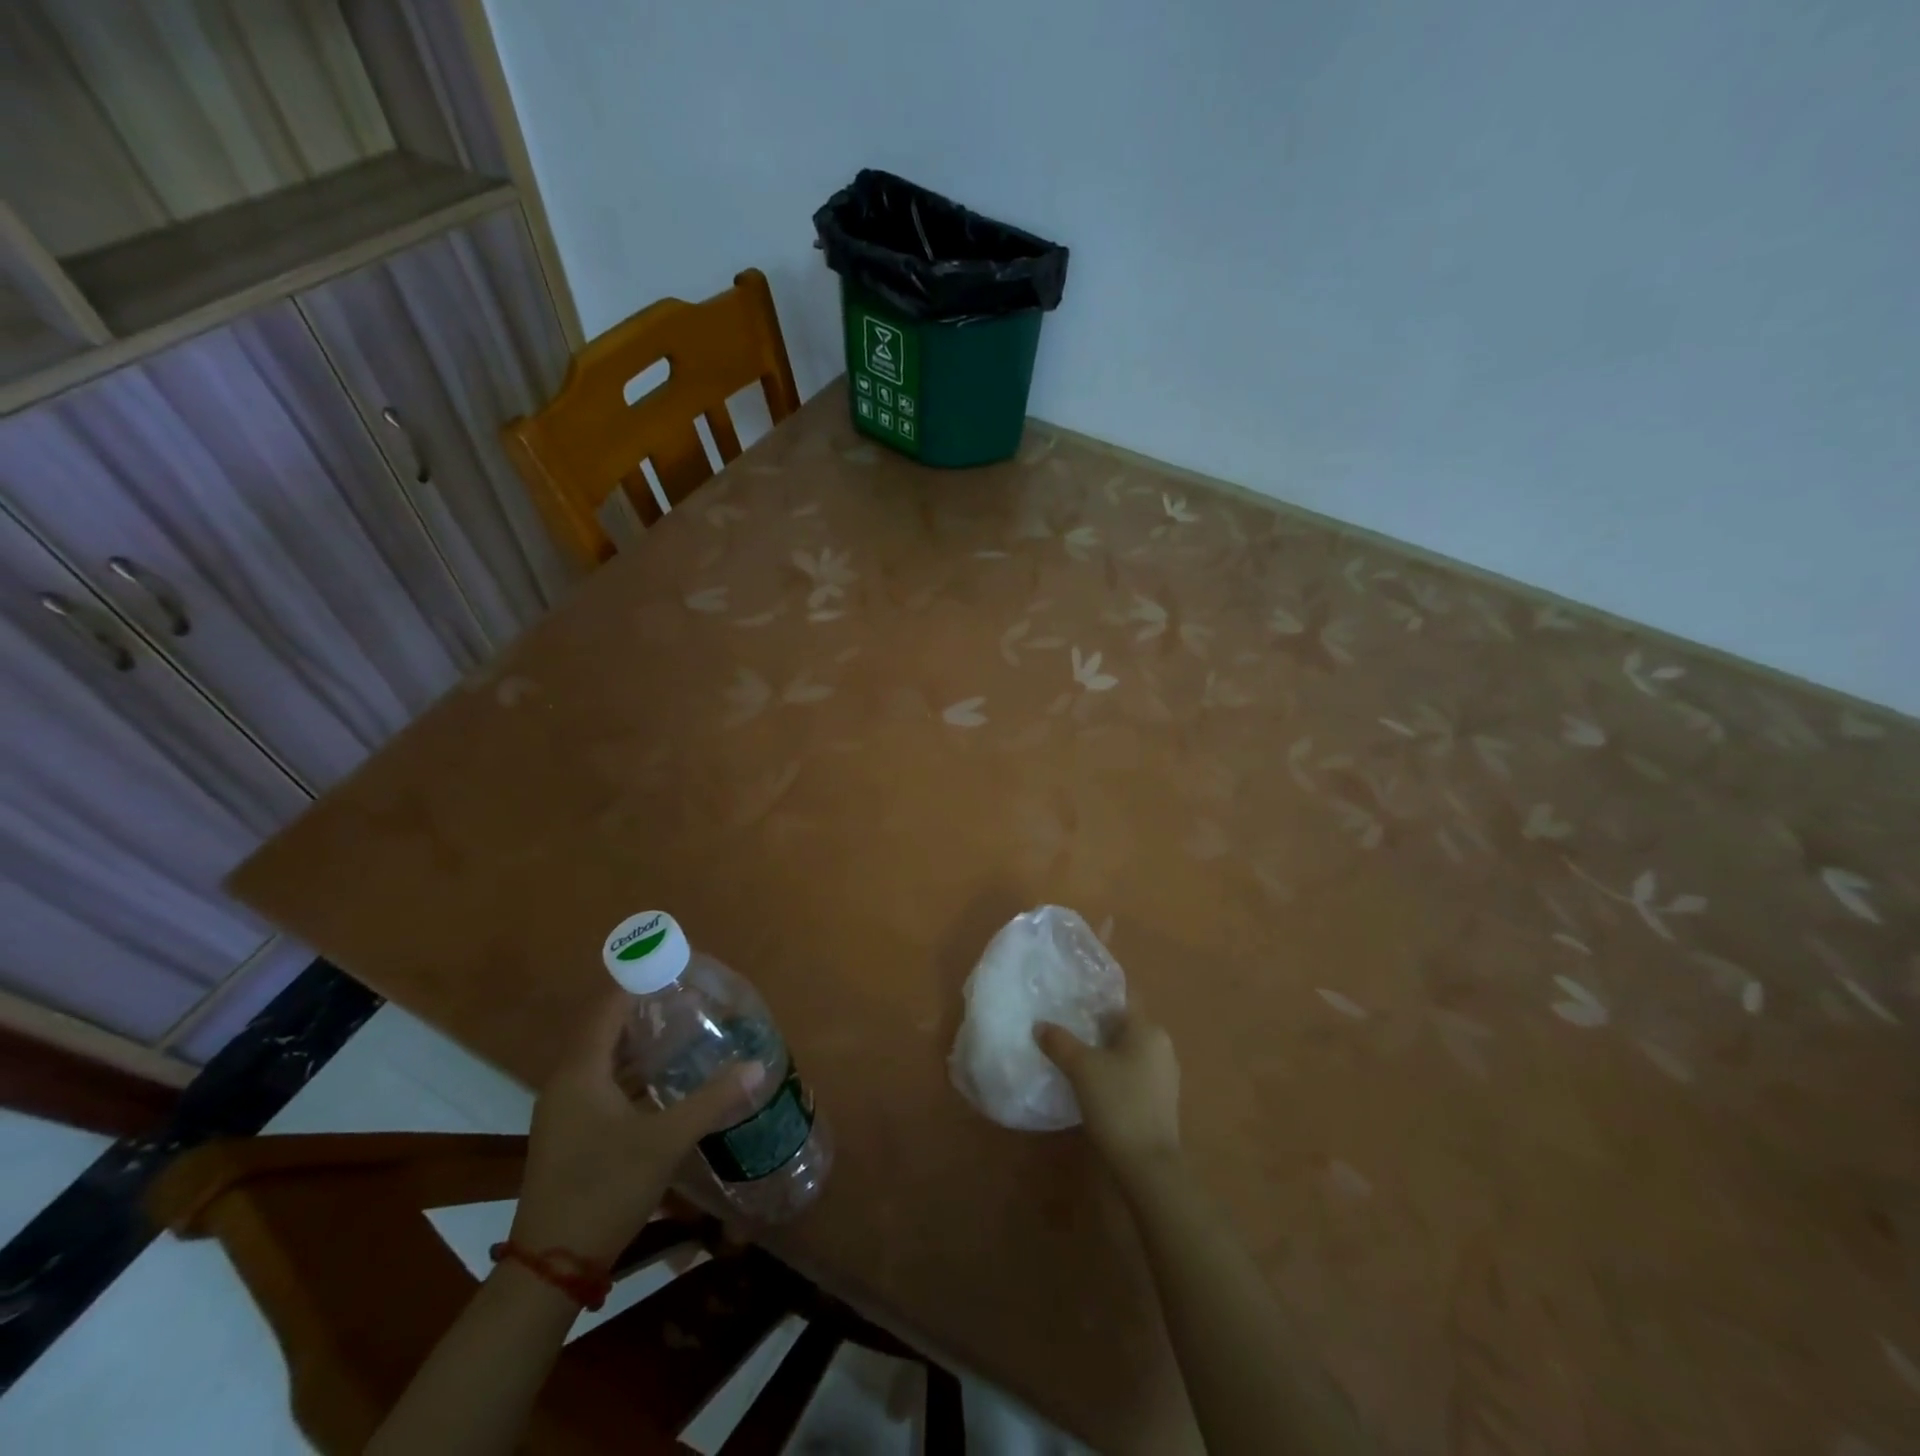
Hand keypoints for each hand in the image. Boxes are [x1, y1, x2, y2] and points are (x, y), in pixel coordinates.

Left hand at [510, 992, 762, 1266]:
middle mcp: (567, 1083)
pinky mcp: (572, 1135)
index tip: (676, 969)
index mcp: (581, 1072)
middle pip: (606, 1030)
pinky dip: (633, 1073)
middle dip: (646, 1011)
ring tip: (685, 1032)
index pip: (609, 1007)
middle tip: (690, 1000)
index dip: (640, 983)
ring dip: (640, 1044)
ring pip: (605, 1060)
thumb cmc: (603, 1189)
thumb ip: (711, 1100)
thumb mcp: (664, 1142)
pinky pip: (603, 1085)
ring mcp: (566, 1112)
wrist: (551, 1268)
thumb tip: (757, 1066)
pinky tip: (665, 1082)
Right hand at [1035, 1009, 1181, 1175]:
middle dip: (1094, 1024)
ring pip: (1127, 1050)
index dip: (1094, 994)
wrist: (1148, 1166)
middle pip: (1122, 1024)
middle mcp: (1161, 1045)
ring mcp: (1164, 1074)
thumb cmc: (1118, 1104)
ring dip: (1102, 1049)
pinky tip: (1091, 1083)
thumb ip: (1059, 1042)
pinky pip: (1132, 1072)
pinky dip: (1112, 1071)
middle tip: (1063, 1024)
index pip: (1120, 997)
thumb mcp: (1081, 1068)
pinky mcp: (1160, 1099)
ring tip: (1072, 1053)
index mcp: (1148, 1029)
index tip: (1069, 995)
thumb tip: (1040, 1025)